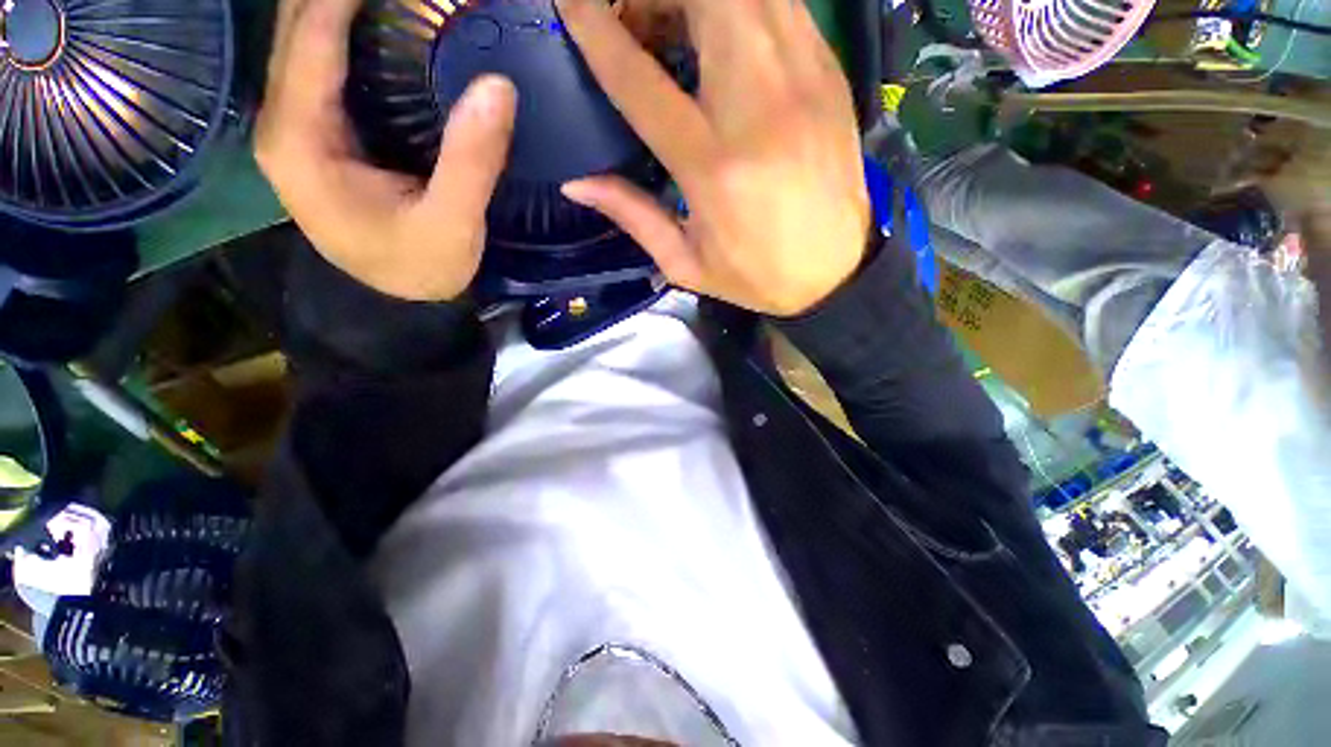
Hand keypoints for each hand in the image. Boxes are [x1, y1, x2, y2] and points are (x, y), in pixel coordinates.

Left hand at [256, 0, 517, 300]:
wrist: (398, 299)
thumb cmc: (420, 267)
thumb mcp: (453, 224)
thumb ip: (472, 161)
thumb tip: (499, 85)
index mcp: (301, 139)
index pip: (312, 34)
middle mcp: (282, 120)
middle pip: (296, 23)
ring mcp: (296, 123)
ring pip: (305, 35)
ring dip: (341, 5)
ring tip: (395, 0)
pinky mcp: (317, 130)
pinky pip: (322, 59)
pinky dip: (349, 29)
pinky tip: (384, 22)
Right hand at [557, 0, 871, 316]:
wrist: (837, 272)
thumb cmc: (758, 276)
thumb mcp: (686, 265)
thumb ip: (633, 217)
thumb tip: (578, 183)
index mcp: (713, 167)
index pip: (640, 80)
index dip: (597, 31)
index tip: (569, 1)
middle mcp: (758, 107)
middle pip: (701, 0)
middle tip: (635, 20)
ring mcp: (803, 79)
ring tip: (673, 25)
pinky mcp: (828, 72)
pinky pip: (779, 5)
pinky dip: (740, 5)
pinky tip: (722, 35)